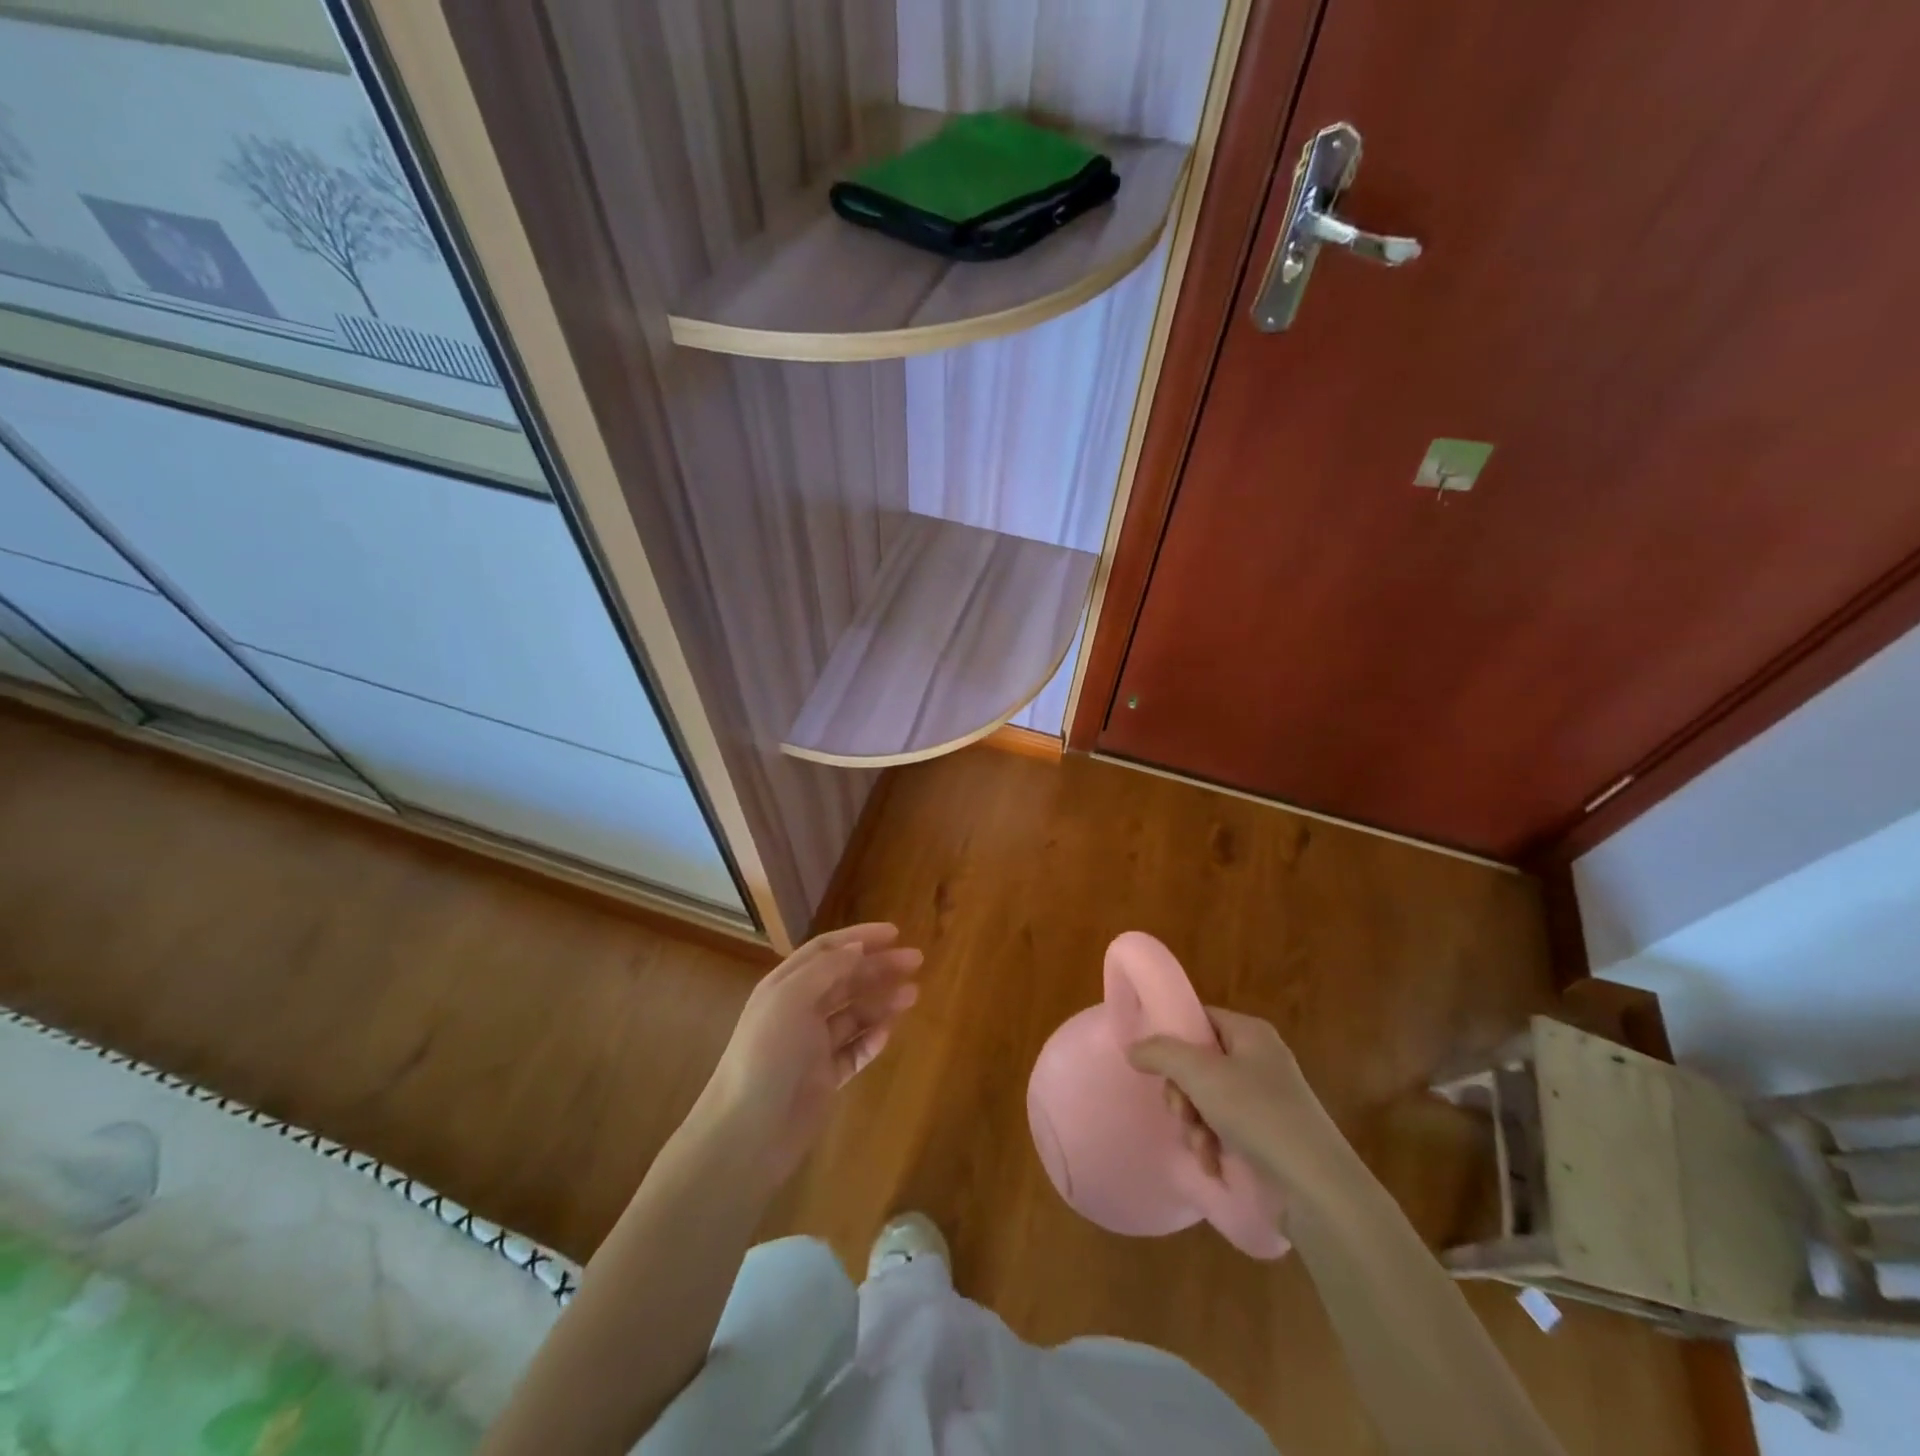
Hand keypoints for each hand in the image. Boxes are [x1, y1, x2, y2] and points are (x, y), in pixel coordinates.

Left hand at [696, 923, 922, 1180]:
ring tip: (913, 995)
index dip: (859, 938)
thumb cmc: (767, 1055)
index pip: (826, 950)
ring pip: (854, 1014)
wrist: (748, 1134)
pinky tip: (889, 1033)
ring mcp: (812, 1046)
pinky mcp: (824, 1078)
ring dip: (882, 1001)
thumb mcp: (792, 999)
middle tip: (916, 961)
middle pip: (845, 979)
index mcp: (785, 986)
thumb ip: (826, 969)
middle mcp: (799, 1010)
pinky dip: (871, 1040)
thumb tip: (856, 947)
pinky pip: (854, 1051)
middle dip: (879, 967)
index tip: (895, 933)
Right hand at [1127, 1009, 1345, 1200]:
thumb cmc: (1257, 1114)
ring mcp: (1265, 1100)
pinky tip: (1213, 1162)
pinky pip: (1224, 1128)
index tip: (1157, 1065)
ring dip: (1194, 1124)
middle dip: (1182, 1092)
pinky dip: (1212, 1144)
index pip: (1200, 1019)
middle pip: (1198, 1062)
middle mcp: (1258, 1060)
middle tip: (1180, 1111)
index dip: (1174, 1038)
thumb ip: (1160, 1052)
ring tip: (1201, 1145)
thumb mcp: (1200, 1074)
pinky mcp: (1268, 1137)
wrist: (1315, 1187)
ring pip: (1206, 1099)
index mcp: (1250, 1033)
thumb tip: (1133, 1047)